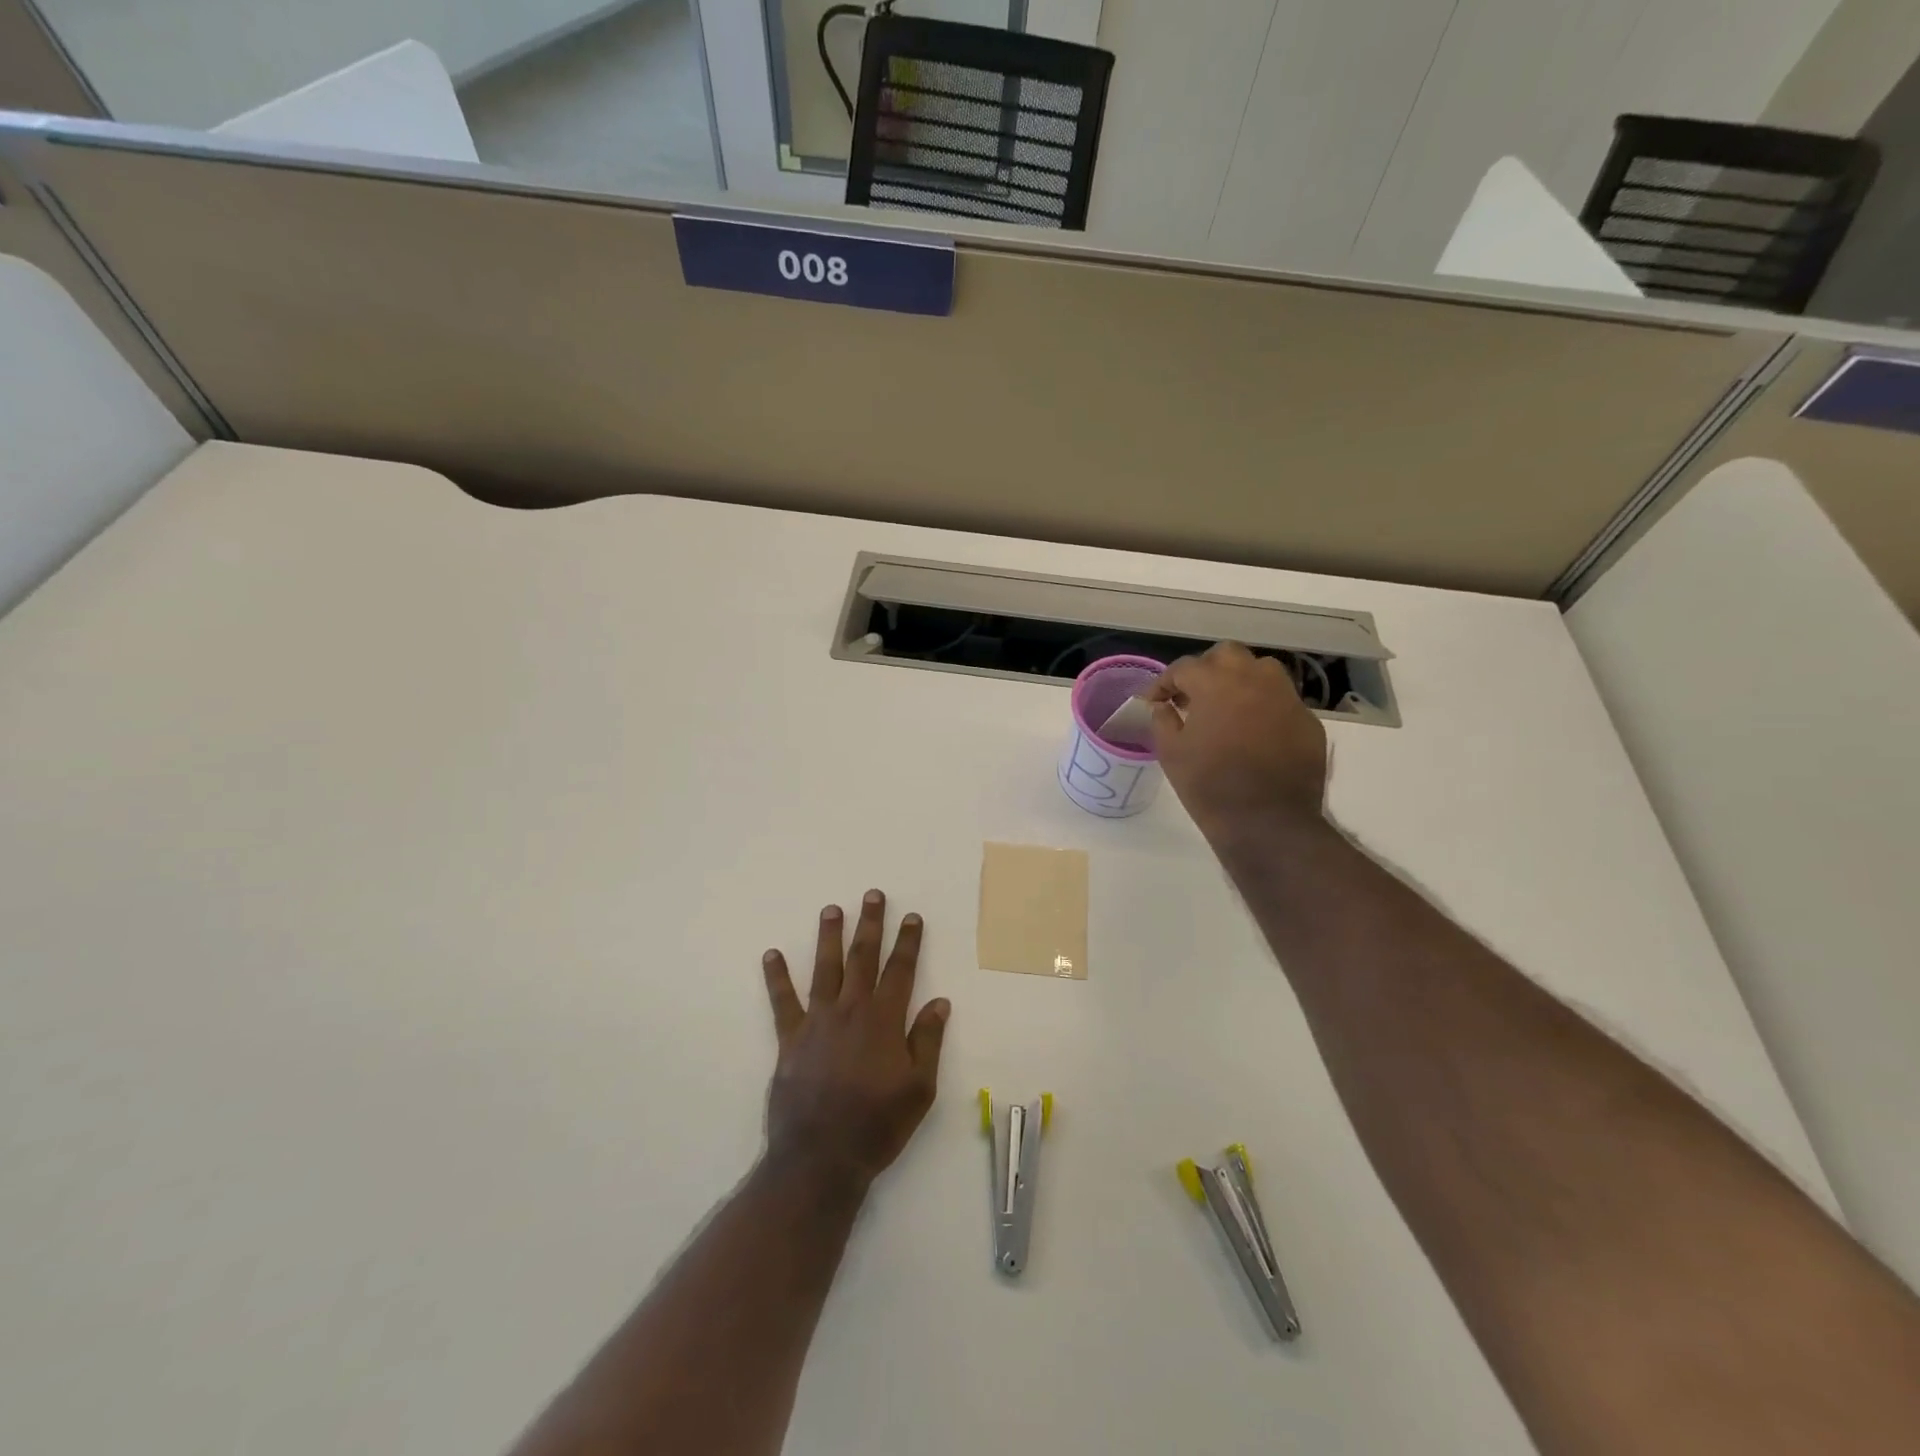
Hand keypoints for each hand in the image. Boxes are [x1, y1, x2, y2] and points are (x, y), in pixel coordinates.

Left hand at [760, 890, 950, 1189]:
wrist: (821, 1158)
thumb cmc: (877, 1125)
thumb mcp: (919, 1089)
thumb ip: (928, 1041)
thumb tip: (940, 1002)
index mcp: (885, 1021)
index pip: (900, 971)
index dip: (908, 942)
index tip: (911, 916)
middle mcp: (851, 1011)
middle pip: (863, 958)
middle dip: (870, 924)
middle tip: (873, 895)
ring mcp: (818, 1022)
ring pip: (826, 969)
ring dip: (829, 937)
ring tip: (831, 909)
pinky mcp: (790, 1039)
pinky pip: (783, 1001)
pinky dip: (777, 977)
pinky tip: (771, 954)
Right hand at [1148, 642, 1329, 844]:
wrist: (1268, 822)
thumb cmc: (1210, 786)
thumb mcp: (1171, 753)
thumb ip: (1163, 720)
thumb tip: (1164, 706)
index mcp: (1216, 684)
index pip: (1184, 667)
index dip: (1164, 682)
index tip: (1155, 701)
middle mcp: (1255, 680)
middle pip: (1227, 655)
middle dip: (1206, 669)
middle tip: (1193, 695)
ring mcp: (1287, 698)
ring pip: (1262, 670)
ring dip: (1240, 680)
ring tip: (1227, 708)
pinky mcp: (1308, 721)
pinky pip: (1282, 701)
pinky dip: (1264, 707)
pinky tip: (1254, 733)